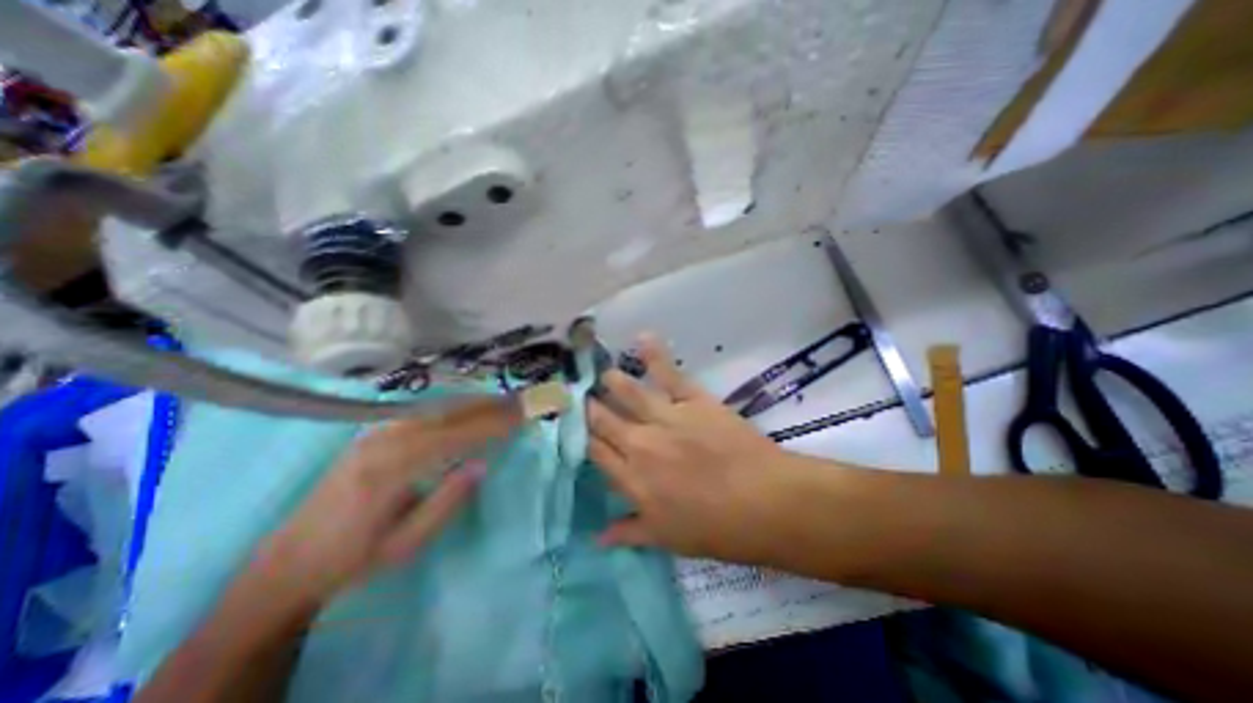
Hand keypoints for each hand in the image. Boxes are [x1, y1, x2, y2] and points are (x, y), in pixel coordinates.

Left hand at [250, 399, 519, 605]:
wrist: (288, 561)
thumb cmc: (353, 558)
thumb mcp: (406, 543)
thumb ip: (447, 501)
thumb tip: (481, 464)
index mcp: (393, 468)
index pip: (456, 435)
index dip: (492, 424)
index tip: (521, 417)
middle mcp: (385, 439)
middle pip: (448, 413)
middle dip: (488, 406)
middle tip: (519, 402)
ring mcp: (377, 432)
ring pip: (436, 407)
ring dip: (473, 402)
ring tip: (502, 401)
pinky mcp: (373, 432)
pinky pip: (423, 411)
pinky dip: (453, 406)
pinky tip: (467, 407)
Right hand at [592, 334, 801, 563]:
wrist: (765, 503)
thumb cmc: (717, 529)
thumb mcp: (668, 539)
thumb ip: (630, 533)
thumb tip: (598, 537)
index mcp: (633, 480)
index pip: (595, 452)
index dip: (584, 438)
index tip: (577, 428)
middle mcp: (640, 444)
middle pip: (604, 420)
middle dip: (591, 408)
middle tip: (584, 397)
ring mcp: (666, 418)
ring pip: (628, 393)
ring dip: (613, 382)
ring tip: (604, 374)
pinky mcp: (693, 400)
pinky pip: (669, 373)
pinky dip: (654, 355)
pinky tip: (642, 337)